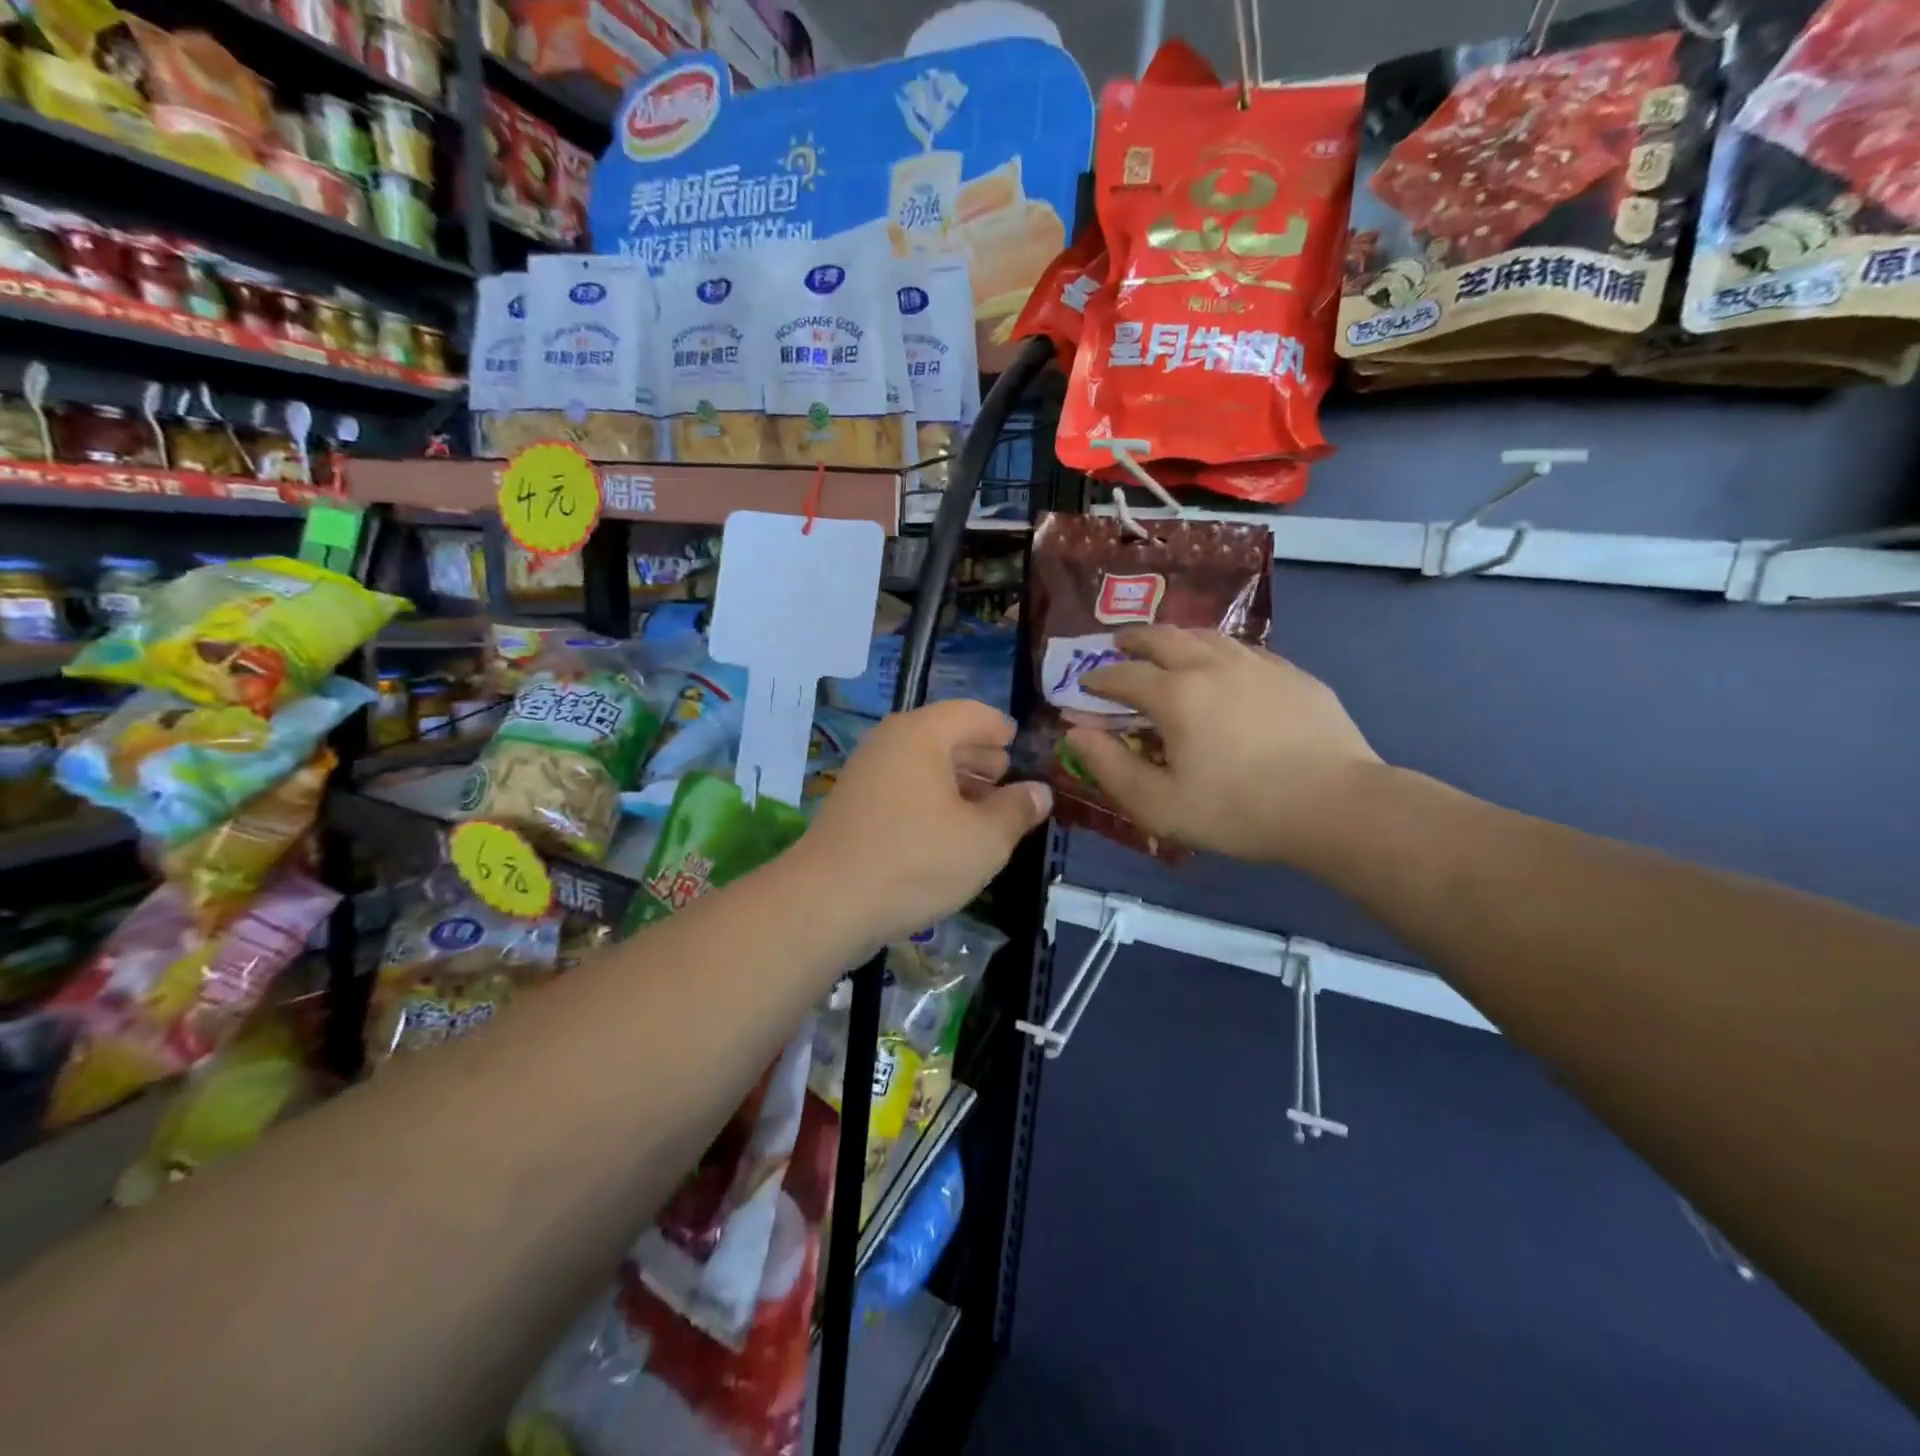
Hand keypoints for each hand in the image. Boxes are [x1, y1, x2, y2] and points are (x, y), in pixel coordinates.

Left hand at [796, 700, 1051, 949]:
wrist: (828, 904)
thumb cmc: (916, 861)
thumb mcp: (984, 840)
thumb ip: (1017, 810)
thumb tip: (1040, 791)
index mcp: (921, 735)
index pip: (971, 713)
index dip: (1000, 728)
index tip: (1019, 743)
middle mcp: (889, 743)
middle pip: (943, 735)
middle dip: (979, 755)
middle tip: (1006, 775)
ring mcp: (865, 774)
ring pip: (921, 765)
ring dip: (956, 780)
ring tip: (984, 807)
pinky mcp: (853, 806)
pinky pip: (902, 788)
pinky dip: (930, 798)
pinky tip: (947, 831)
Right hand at [1068, 626, 1383, 867]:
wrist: (1336, 806)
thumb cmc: (1238, 811)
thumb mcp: (1158, 804)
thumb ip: (1110, 767)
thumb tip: (1076, 733)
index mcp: (1176, 695)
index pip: (1124, 675)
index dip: (1099, 678)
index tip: (1085, 684)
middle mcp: (1212, 666)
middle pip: (1164, 638)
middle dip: (1134, 639)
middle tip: (1119, 644)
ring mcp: (1258, 665)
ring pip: (1207, 635)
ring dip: (1177, 637)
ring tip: (1167, 646)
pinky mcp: (1293, 674)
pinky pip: (1244, 649)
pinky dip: (1219, 650)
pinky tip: (1223, 665)